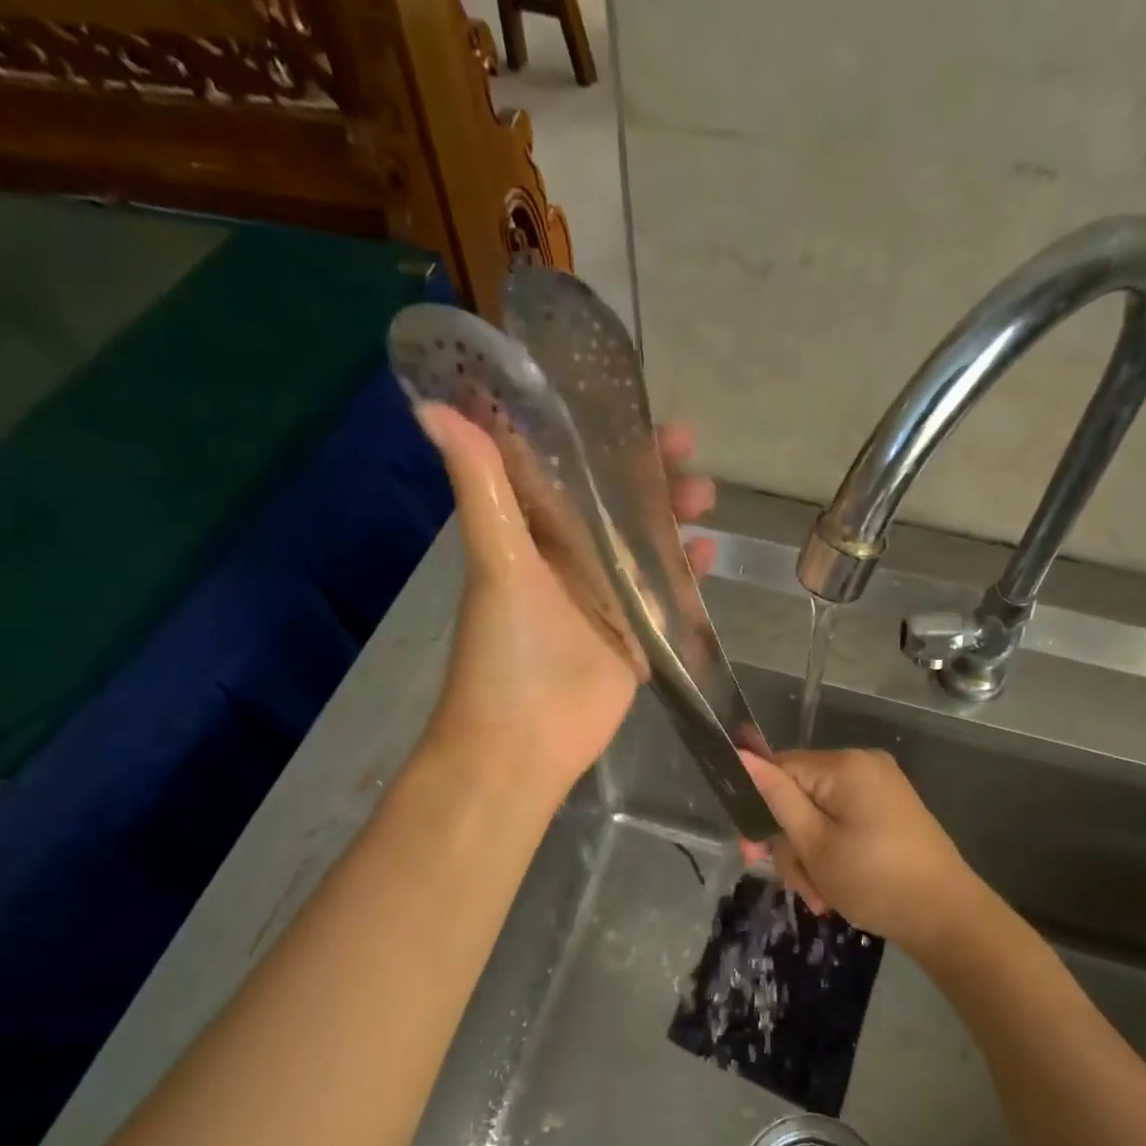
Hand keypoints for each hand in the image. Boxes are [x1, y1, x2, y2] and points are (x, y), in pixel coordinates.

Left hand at [416, 404, 715, 801]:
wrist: (524, 744)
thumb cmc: (507, 653)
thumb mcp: (497, 563)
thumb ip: (482, 487)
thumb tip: (432, 404)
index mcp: (533, 534)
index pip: (567, 467)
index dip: (595, 431)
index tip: (630, 401)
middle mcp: (570, 559)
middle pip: (617, 501)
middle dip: (650, 472)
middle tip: (688, 447)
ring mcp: (606, 597)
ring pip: (646, 542)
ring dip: (673, 516)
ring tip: (706, 497)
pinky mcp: (635, 634)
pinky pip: (667, 592)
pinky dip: (688, 572)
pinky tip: (712, 552)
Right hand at [740, 748, 980, 955]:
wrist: (948, 917)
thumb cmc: (875, 881)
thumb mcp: (814, 844)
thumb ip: (775, 797)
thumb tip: (740, 755)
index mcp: (844, 765)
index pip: (779, 769)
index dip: (758, 808)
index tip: (752, 854)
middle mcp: (863, 764)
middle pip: (799, 795)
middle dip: (792, 844)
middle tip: (799, 887)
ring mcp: (881, 786)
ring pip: (820, 814)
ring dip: (811, 857)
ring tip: (821, 898)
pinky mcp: (891, 809)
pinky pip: (844, 821)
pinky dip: (834, 852)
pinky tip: (836, 888)